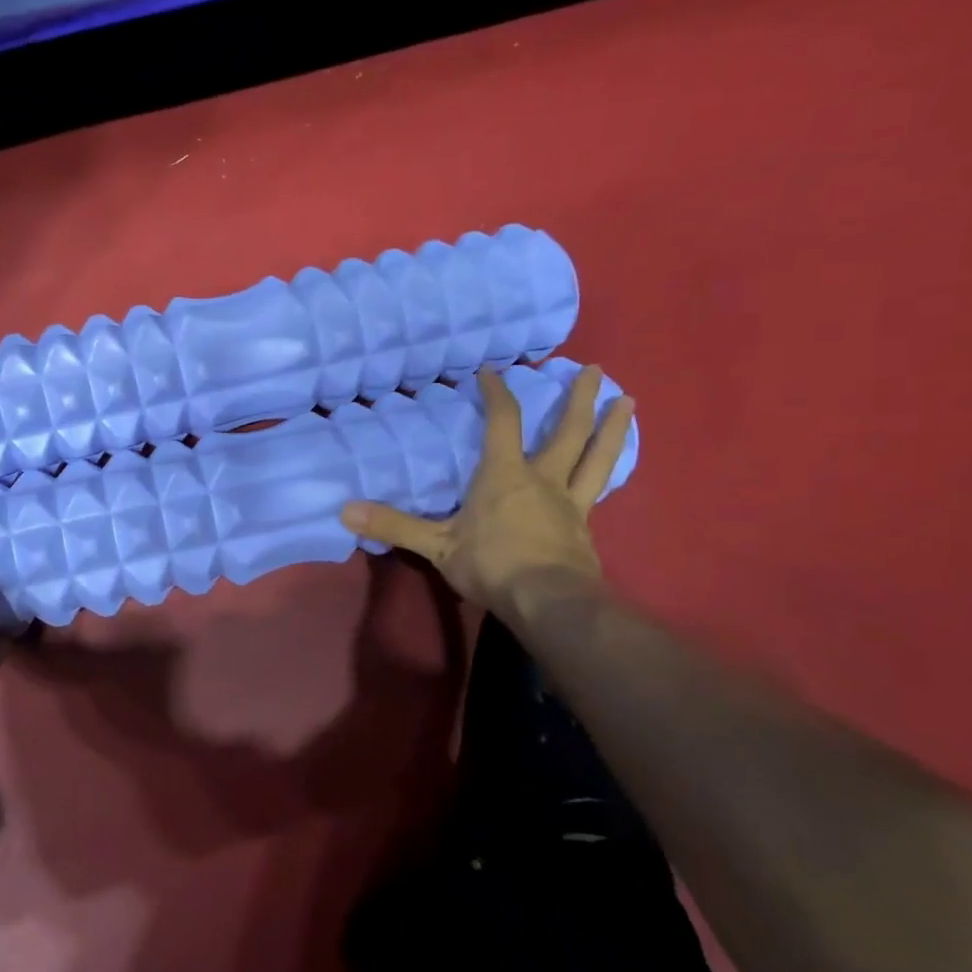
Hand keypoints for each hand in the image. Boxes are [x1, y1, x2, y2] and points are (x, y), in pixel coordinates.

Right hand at [340, 365, 635, 621]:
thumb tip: (344, 510)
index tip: (490, 372)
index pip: (502, 422)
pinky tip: (611, 466)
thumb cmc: (491, 565)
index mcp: (504, 475)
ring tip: (627, 401)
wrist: (548, 602)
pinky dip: (605, 470)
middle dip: (578, 398)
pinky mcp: (584, 527)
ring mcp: (570, 503)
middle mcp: (542, 479)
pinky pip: (596, 490)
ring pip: (596, 457)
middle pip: (566, 431)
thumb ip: (394, 524)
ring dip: (612, 427)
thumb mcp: (435, 546)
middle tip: (594, 370)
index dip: (496, 394)